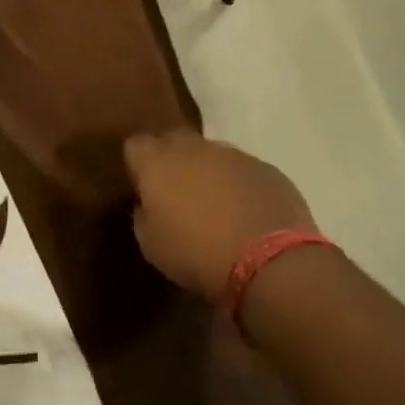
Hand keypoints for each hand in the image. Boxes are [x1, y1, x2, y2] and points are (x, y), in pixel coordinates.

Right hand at [124, 129, 318, 303]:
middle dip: (171, 160)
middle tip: (175, 192)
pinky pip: (242, 170)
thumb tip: (149, 204)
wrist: (269, 263)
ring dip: (207, 172)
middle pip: (173, 141)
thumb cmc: (196, 254)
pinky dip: (239, 185)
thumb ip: (143, 214)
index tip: (142, 187)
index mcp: (157, 162)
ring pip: (210, 154)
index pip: (135, 145)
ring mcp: (233, 155)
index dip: (137, 164)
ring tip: (214, 205)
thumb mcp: (150, 245)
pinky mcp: (266, 168)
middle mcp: (192, 148)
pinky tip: (245, 213)